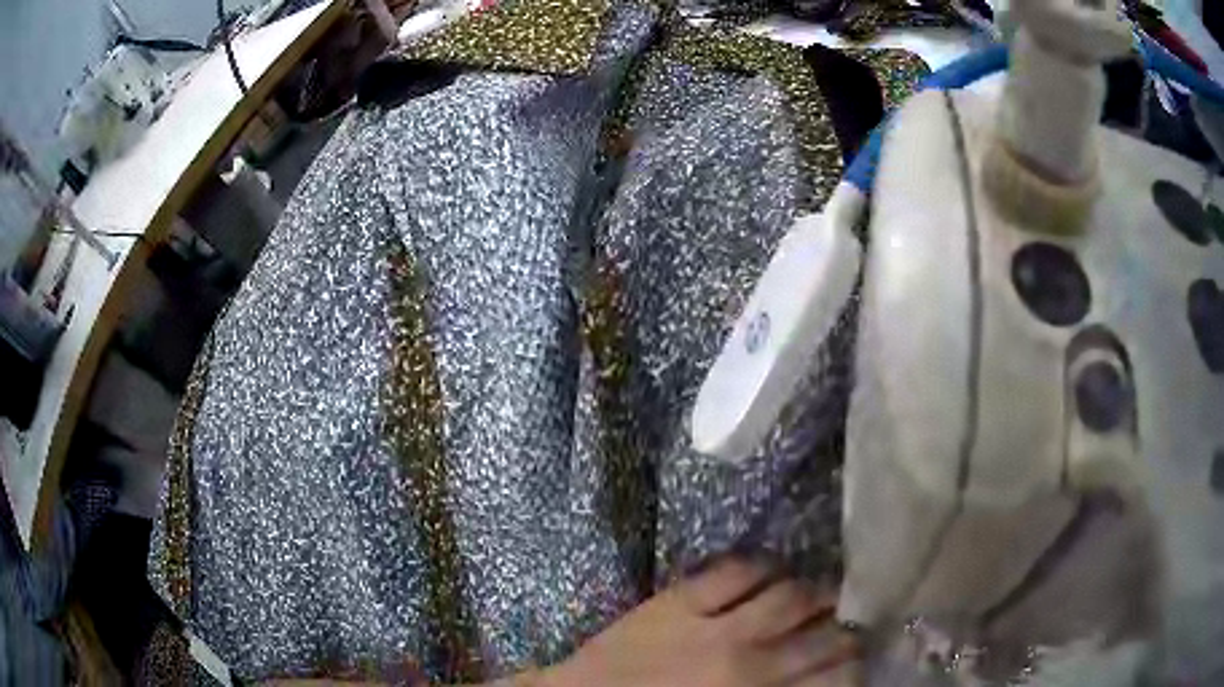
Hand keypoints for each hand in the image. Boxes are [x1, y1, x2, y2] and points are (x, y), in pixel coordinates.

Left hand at [541, 558, 859, 686]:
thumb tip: (814, 682)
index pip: (833, 680)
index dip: (854, 666)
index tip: (857, 659)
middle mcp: (749, 664)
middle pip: (823, 637)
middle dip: (845, 630)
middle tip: (849, 624)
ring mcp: (714, 627)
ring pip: (790, 597)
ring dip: (814, 593)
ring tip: (820, 593)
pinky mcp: (679, 601)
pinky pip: (736, 571)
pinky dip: (762, 566)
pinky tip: (771, 570)